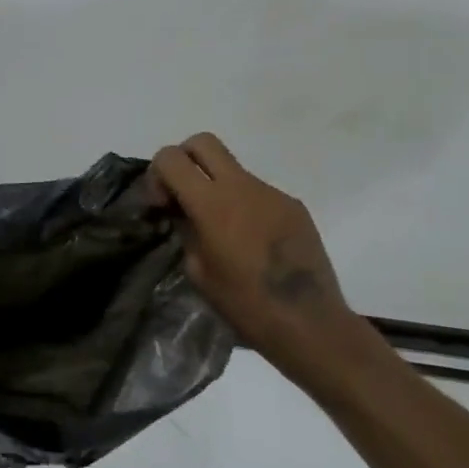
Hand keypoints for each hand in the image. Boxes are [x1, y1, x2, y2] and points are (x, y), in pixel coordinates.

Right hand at [151, 133, 363, 377]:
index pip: (171, 157)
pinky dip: (244, 205)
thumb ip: (186, 230)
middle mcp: (242, 187)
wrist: (311, 324)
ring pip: (232, 168)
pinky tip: (250, 241)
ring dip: (216, 186)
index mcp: (212, 203)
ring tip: (220, 228)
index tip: (163, 205)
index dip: (158, 174)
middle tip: (183, 195)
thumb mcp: (197, 270)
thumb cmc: (244, 304)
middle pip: (203, 142)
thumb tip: (183, 213)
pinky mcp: (294, 206)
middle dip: (185, 160)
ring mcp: (272, 193)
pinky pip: (257, 192)